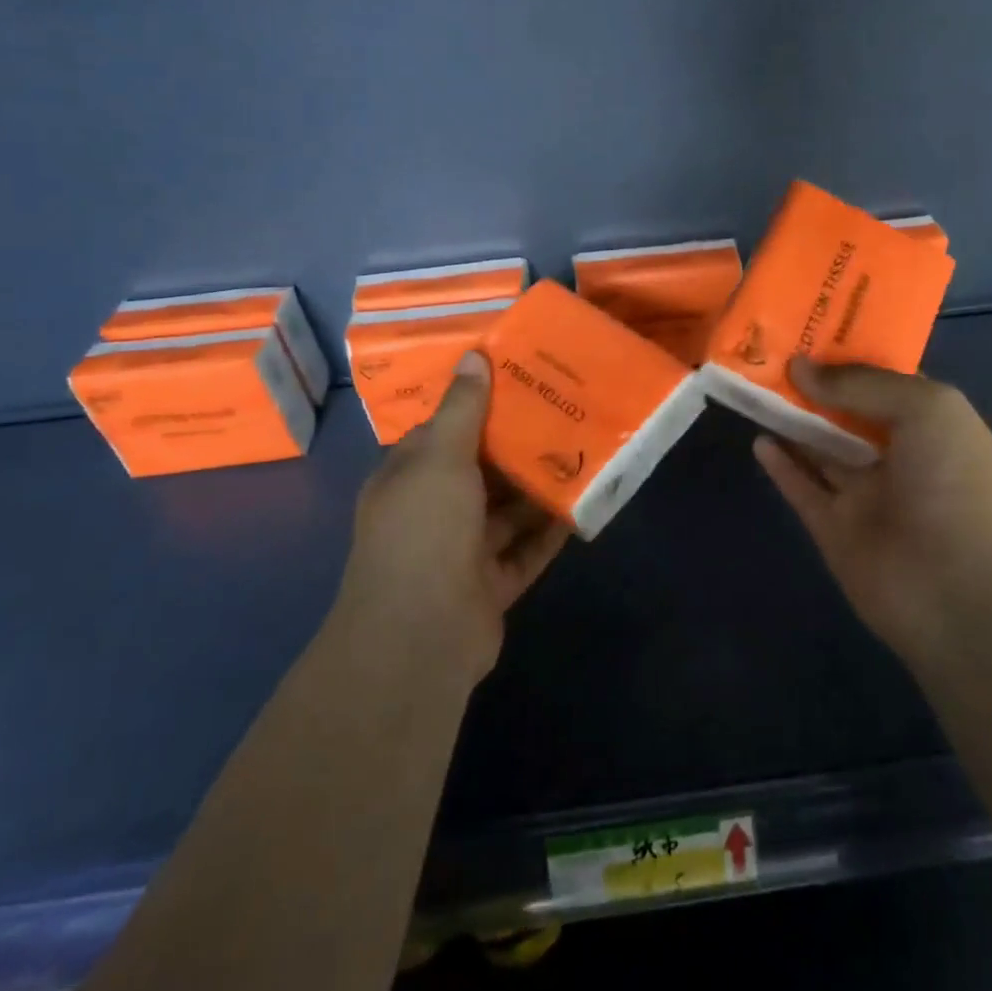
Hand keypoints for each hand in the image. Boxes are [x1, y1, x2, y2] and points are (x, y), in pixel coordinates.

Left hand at [334, 352, 570, 686]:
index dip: (479, 406)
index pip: (444, 432)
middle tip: (563, 411)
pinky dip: (549, 531)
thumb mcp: (440, 458)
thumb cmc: (425, 530)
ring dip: (538, 488)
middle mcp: (432, 512)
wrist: (421, 635)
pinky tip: (582, 505)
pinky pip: (526, 550)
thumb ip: (462, 409)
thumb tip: (473, 355)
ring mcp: (461, 552)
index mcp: (409, 478)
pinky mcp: (491, 583)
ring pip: (507, 511)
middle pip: (481, 471)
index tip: (520, 381)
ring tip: (581, 451)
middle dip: (518, 446)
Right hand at [753, 358, 991, 665]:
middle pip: (844, 412)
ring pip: (819, 448)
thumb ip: (861, 384)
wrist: (967, 596)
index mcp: (930, 423)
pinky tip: (758, 439)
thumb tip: (801, 367)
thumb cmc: (959, 485)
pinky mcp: (835, 530)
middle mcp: (897, 455)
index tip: (805, 327)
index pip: (882, 379)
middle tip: (766, 351)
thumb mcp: (926, 408)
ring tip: (752, 385)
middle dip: (811, 384)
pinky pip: (802, 489)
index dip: (847, 354)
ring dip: (790, 419)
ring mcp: (865, 495)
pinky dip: (781, 465)